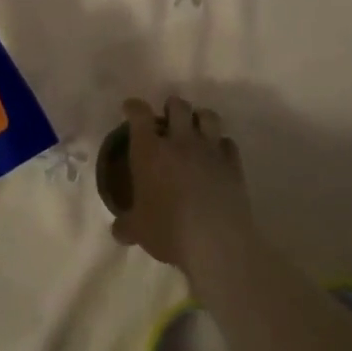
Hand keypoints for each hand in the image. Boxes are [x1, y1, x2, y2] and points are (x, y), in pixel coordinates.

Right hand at [110, 96, 250, 268]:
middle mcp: (180, 142)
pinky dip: (221, 144)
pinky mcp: (234, 165)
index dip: (134, 107)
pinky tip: (216, 156)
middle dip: (171, 107)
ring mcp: (210, 150)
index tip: (131, 109)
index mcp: (149, 150)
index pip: (139, 114)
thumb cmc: (168, 231)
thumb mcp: (138, 230)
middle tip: (167, 121)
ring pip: (208, 116)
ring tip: (194, 131)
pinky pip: (228, 142)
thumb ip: (126, 224)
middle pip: (177, 105)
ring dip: (199, 119)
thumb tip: (118, 230)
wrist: (216, 244)